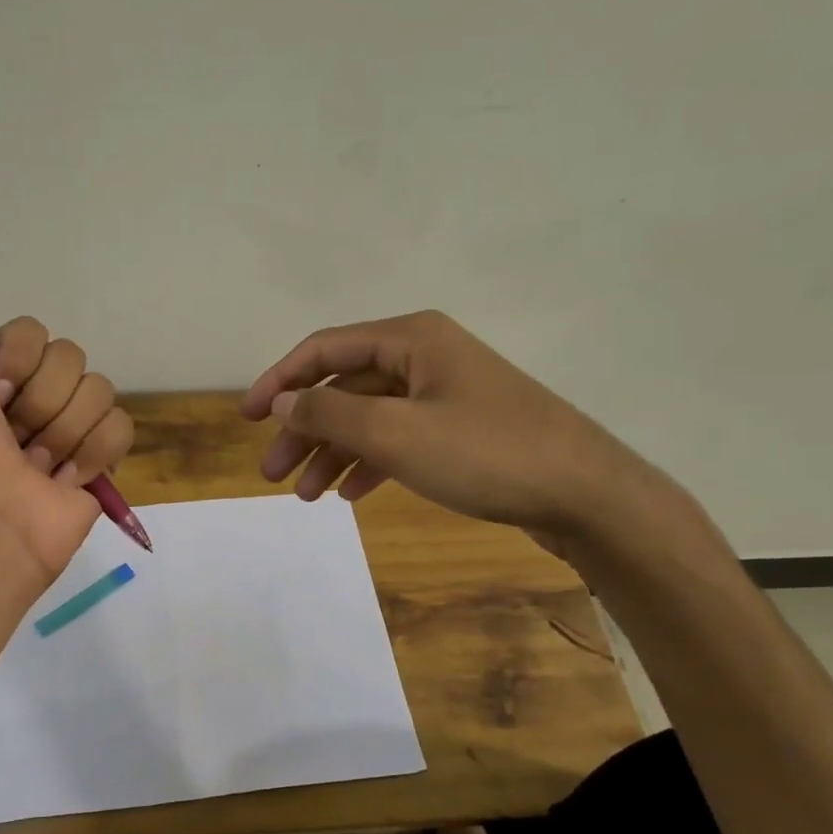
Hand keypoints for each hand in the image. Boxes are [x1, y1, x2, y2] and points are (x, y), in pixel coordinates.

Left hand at [0, 293, 133, 578]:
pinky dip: (95, 453)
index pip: (32, 332)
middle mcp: (34, 398)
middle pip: (70, 357)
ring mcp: (71, 429)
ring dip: (64, 432)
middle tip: (14, 438)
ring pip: (99, 390)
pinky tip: (67, 479)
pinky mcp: (102, 461)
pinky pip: (121, 426)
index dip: (16, 360)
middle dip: (41, 401)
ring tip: (38, 467)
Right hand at [240, 310, 666, 554]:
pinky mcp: (461, 430)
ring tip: (305, 495)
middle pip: (344, 385)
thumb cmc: (486, 453)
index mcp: (411, 338)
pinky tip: (351, 493)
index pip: (324, 348)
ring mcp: (446, 394)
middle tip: (272, 474)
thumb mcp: (395, 432)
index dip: (278, 380)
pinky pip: (399, 438)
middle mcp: (426, 356)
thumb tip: (280, 398)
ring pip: (369, 417)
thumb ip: (329, 411)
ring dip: (333, 452)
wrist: (586, 495)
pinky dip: (370, 463)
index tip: (245, 419)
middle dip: (304, 429)